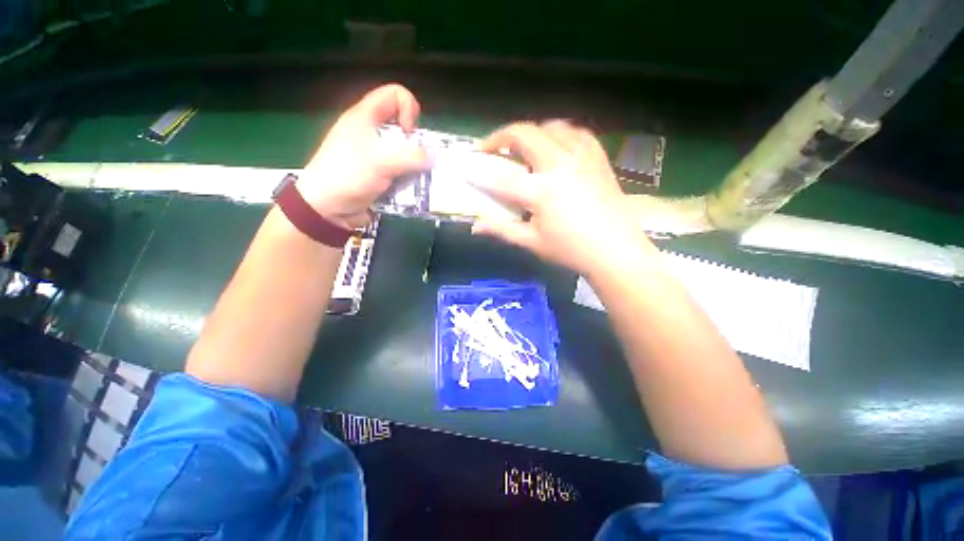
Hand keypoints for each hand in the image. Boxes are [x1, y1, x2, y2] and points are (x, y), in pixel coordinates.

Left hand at [298, 84, 430, 229]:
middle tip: (416, 160)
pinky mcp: (379, 173)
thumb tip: (434, 158)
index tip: (409, 134)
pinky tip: (409, 189)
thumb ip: (411, 157)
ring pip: (404, 150)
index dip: (409, 109)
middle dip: (415, 142)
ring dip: (415, 164)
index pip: (395, 95)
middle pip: (403, 125)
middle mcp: (370, 132)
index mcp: (365, 117)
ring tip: (416, 178)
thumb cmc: (348, 176)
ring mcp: (374, 154)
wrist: (327, 209)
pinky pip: (401, 169)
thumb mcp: (380, 162)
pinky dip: (408, 177)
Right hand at [470, 121, 654, 275]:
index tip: (466, 168)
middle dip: (501, 137)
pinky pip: (577, 133)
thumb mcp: (532, 243)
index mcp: (542, 191)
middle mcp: (560, 165)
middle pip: (525, 135)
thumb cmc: (571, 250)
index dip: (479, 172)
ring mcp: (582, 157)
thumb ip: (502, 230)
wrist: (616, 251)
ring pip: (551, 127)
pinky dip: (560, 135)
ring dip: (531, 133)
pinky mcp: (598, 158)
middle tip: (491, 149)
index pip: (501, 177)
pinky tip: (556, 148)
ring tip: (524, 149)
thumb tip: (475, 227)